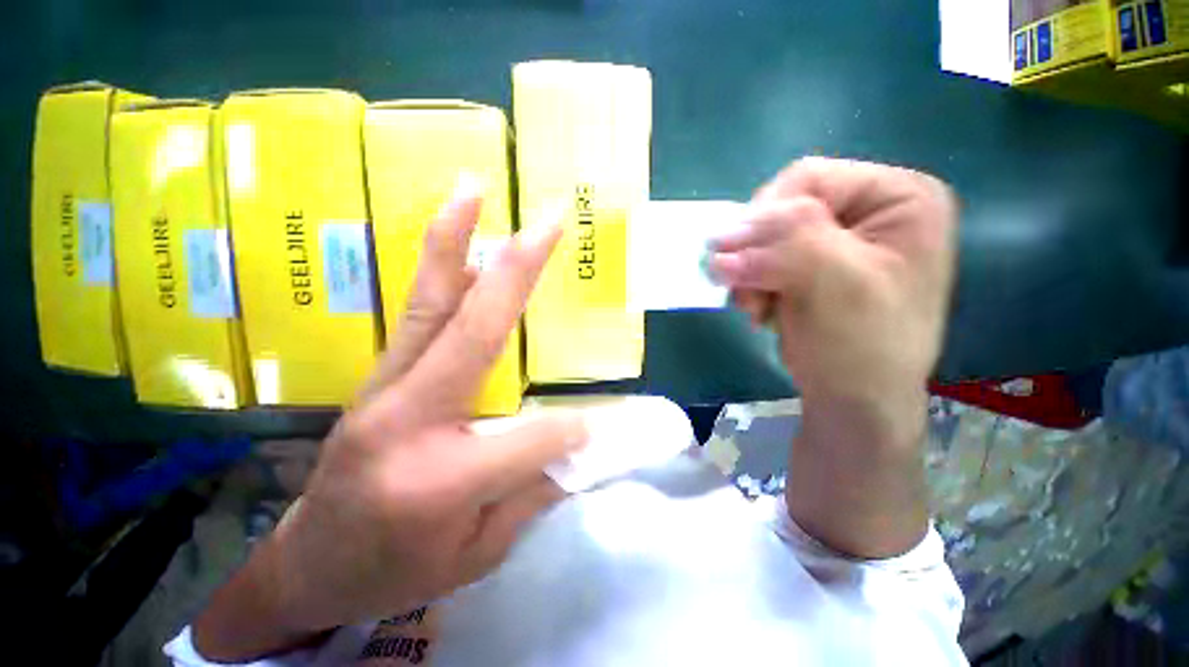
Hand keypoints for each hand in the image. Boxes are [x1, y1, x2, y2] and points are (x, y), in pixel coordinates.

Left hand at [193, 181, 585, 660]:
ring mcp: (386, 388)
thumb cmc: (395, 571)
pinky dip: (441, 272)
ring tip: (472, 190)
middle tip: (548, 222)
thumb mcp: (478, 555)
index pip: (534, 438)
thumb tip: (575, 441)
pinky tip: (459, 243)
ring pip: (431, 304)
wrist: (311, 565)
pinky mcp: (380, 376)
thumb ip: (532, 492)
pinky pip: (419, 315)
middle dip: (518, 271)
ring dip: (455, 243)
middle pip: (473, 329)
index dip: (569, 436)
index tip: (589, 436)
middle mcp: (409, 417)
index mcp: (440, 479)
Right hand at [711, 156, 955, 405]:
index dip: (765, 215)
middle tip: (748, 293)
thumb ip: (785, 244)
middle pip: (784, 209)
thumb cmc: (862, 346)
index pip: (810, 178)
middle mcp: (869, 212)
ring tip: (756, 308)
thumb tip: (720, 238)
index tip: (736, 259)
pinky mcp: (813, 268)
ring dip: (751, 273)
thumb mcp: (834, 284)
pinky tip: (761, 310)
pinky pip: (764, 261)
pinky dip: (753, 285)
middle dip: (756, 253)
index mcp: (899, 198)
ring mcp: (838, 241)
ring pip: (766, 239)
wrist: (855, 403)